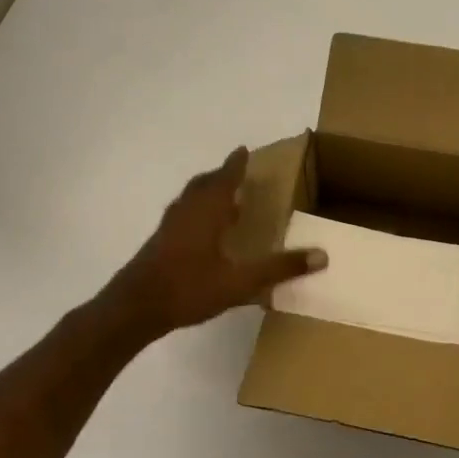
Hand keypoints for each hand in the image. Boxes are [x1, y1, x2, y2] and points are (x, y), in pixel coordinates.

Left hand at [100, 147, 326, 342]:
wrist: (136, 307)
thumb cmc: (189, 288)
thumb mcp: (240, 282)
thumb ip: (279, 268)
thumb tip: (322, 255)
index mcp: (205, 212)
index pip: (224, 179)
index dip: (235, 165)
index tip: (243, 150)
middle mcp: (186, 212)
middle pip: (203, 185)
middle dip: (220, 176)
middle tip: (236, 172)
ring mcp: (169, 227)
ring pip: (189, 200)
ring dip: (206, 193)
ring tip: (223, 198)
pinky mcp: (159, 243)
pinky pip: (182, 215)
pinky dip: (196, 212)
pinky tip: (204, 232)